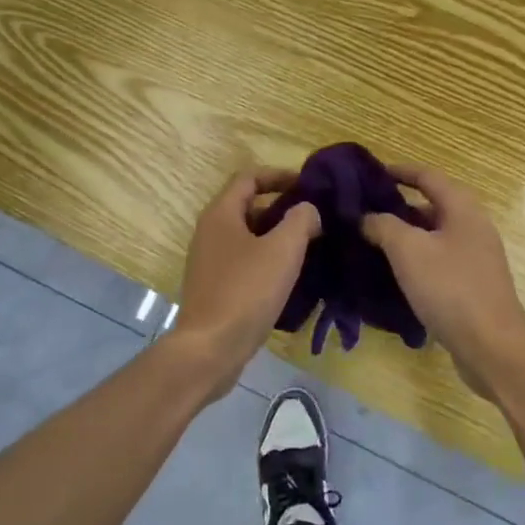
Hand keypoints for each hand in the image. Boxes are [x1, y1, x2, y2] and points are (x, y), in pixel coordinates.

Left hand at [169, 169, 320, 397]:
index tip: (308, 185)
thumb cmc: (246, 292)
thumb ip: (300, 220)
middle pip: (248, 206)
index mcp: (221, 214)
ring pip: (248, 236)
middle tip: (315, 218)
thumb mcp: (282, 250)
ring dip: (277, 236)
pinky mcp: (214, 287)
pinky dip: (267, 260)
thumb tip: (307, 210)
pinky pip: (244, 261)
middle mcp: (210, 232)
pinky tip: (290, 276)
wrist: (210, 349)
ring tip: (309, 246)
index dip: (279, 175)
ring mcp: (209, 261)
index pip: (249, 177)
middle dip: (282, 208)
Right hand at [362, 163, 524, 401]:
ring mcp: (476, 258)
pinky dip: (417, 260)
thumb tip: (367, 217)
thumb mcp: (408, 251)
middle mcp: (473, 227)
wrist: (492, 347)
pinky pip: (439, 261)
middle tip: (365, 211)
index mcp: (462, 209)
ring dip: (406, 235)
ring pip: (435, 236)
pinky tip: (394, 274)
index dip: (400, 171)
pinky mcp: (473, 285)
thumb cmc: (450, 288)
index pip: (428, 177)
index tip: (372, 173)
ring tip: (371, 241)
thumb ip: (383, 226)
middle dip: (398, 206)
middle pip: (432, 205)